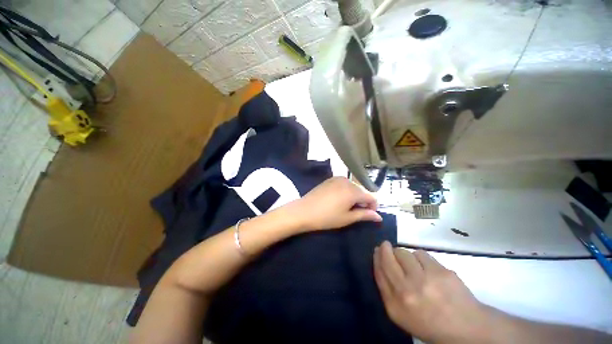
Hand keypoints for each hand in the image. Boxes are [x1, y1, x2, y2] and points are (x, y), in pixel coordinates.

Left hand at [290, 177, 381, 231]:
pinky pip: (344, 184)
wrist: (304, 210)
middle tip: (355, 213)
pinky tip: (338, 199)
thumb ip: (364, 215)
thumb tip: (379, 217)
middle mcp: (347, 181)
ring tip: (346, 207)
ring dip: (354, 196)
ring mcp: (337, 178)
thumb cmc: (327, 217)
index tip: (368, 215)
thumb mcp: (347, 218)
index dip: (373, 207)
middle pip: (362, 191)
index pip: (371, 197)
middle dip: (363, 201)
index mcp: (353, 191)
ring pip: (353, 187)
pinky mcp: (330, 179)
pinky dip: (346, 191)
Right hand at [373, 242, 490, 343]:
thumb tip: (381, 261)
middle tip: (387, 245)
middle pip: (388, 259)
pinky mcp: (439, 272)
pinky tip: (427, 267)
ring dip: (404, 254)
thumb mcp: (402, 314)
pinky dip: (420, 257)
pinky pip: (421, 254)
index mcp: (395, 306)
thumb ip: (388, 290)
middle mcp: (406, 292)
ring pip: (404, 253)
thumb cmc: (430, 322)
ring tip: (412, 263)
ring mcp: (424, 281)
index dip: (377, 257)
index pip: (379, 272)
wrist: (466, 328)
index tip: (377, 249)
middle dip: (385, 248)